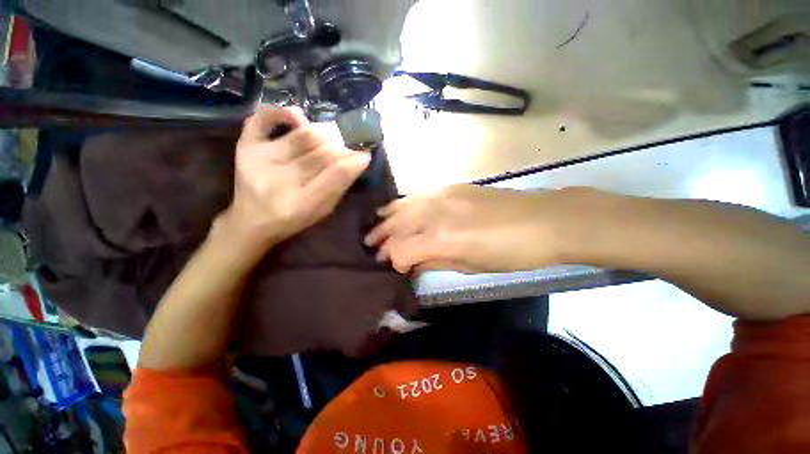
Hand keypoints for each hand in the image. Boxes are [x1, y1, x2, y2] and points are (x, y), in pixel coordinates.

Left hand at [220, 106, 370, 248]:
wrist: (252, 219)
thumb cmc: (295, 217)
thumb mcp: (322, 209)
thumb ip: (340, 185)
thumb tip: (360, 159)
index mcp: (300, 204)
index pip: (333, 177)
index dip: (352, 163)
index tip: (365, 155)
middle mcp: (277, 180)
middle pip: (320, 154)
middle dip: (341, 148)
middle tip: (349, 147)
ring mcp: (259, 159)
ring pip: (302, 136)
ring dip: (324, 133)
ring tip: (333, 137)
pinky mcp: (247, 146)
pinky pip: (261, 119)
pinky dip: (282, 112)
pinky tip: (299, 118)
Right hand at [365, 184, 566, 273]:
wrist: (545, 220)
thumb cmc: (511, 253)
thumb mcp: (471, 266)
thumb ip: (436, 262)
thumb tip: (413, 264)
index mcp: (441, 239)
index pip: (401, 250)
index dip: (394, 261)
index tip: (397, 269)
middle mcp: (435, 213)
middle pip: (397, 226)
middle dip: (382, 239)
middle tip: (373, 248)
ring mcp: (443, 195)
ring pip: (403, 206)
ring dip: (387, 219)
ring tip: (376, 227)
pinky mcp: (452, 187)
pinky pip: (419, 195)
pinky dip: (403, 204)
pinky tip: (397, 209)